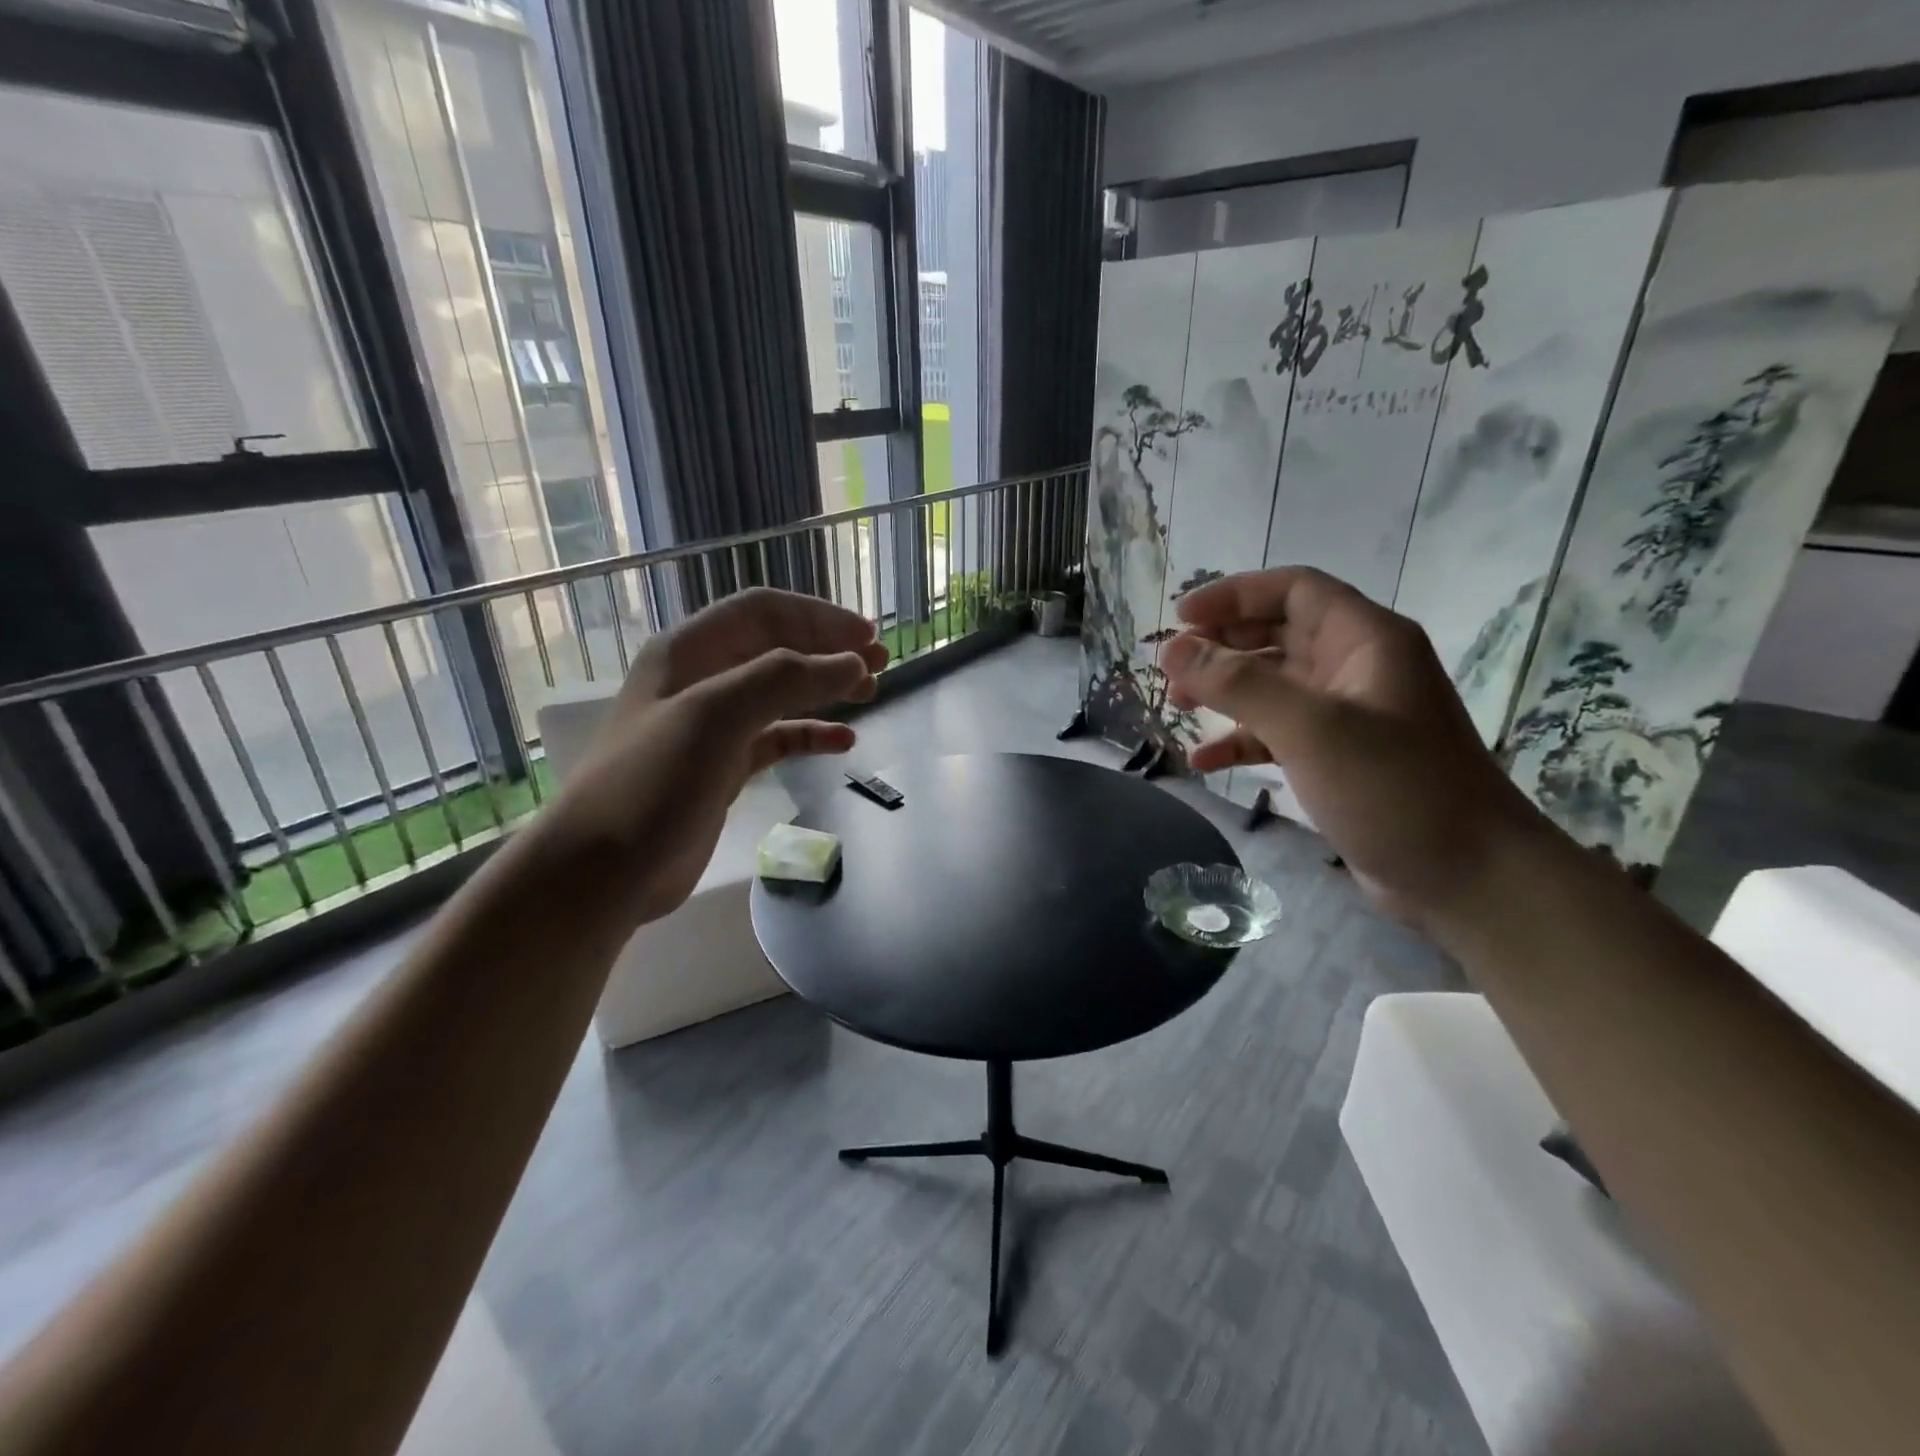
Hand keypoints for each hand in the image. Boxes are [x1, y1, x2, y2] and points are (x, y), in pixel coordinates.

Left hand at [533, 588, 888, 928]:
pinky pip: (776, 739)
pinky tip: (842, 742)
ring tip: (870, 694)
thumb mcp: (716, 716)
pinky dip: (810, 734)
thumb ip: (786, 679)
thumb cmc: (653, 783)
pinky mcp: (723, 767)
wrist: (603, 871)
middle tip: (879, 664)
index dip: (818, 617)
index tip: (866, 636)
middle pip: (776, 648)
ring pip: (780, 693)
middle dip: (828, 650)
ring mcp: (712, 726)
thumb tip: (852, 662)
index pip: (763, 612)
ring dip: (825, 689)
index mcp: (689, 651)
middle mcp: (700, 680)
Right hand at [1160, 568, 1540, 928]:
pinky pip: (1278, 734)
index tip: (1180, 619)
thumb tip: (1171, 649)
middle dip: (1222, 644)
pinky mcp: (1338, 759)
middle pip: (1278, 634)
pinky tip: (1205, 761)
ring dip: (1225, 691)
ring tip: (1178, 706)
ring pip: (1273, 685)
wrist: (1468, 879)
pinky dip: (1241, 741)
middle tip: (1170, 666)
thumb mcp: (1309, 727)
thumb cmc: (1393, 787)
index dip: (1234, 595)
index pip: (1293, 590)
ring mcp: (1348, 716)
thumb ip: (1237, 683)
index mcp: (1365, 640)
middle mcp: (1357, 668)